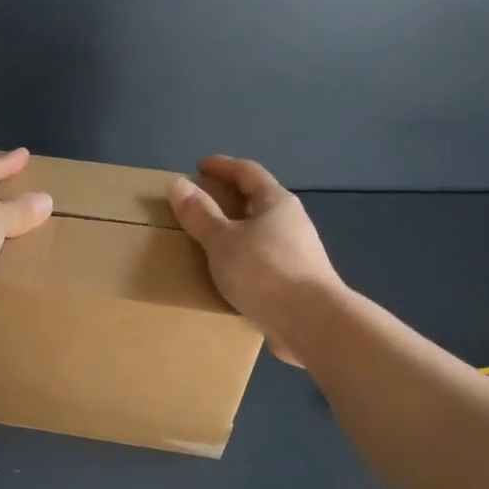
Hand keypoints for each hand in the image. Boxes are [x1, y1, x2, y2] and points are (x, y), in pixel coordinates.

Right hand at [169, 155, 341, 363]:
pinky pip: (262, 260)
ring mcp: (297, 253)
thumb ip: (200, 214)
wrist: (310, 321)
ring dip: (237, 231)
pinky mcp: (295, 282)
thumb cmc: (264, 270)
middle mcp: (291, 222)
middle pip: (258, 201)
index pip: (248, 172)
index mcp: (277, 202)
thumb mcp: (223, 240)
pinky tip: (228, 273)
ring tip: (209, 240)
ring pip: (261, 233)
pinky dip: (243, 258)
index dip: (223, 166)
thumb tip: (178, 184)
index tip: (200, 167)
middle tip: (200, 203)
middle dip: (229, 199)